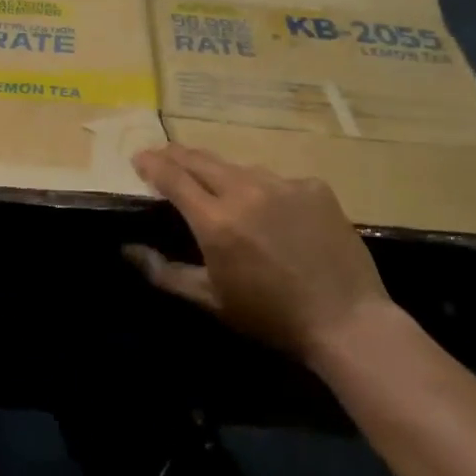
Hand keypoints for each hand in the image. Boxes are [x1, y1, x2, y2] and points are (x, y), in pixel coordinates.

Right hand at [124, 142, 389, 362]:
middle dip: (177, 154)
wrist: (347, 321)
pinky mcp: (314, 187)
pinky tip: (270, 210)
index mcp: (216, 220)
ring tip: (216, 184)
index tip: (138, 158)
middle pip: (201, 159)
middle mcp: (246, 191)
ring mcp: (283, 184)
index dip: (151, 163)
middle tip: (163, 156)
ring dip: (220, 172)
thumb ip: (165, 272)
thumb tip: (128, 250)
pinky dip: (264, 189)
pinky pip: (277, 180)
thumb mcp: (211, 300)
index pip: (173, 176)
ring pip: (239, 167)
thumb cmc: (271, 316)